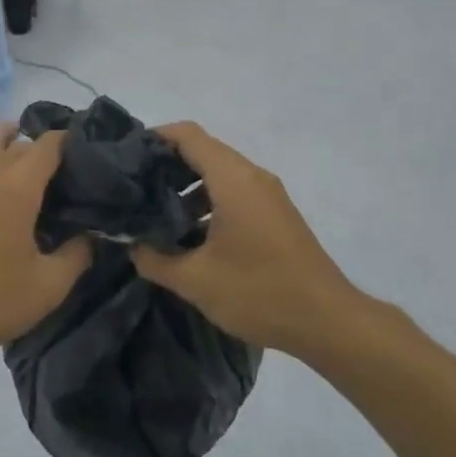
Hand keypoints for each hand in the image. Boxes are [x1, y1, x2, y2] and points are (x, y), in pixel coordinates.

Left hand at [0, 126, 91, 359]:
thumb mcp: (48, 287)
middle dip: (36, 148)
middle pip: (15, 145)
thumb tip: (91, 236)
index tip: (82, 149)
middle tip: (54, 167)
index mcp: (18, 189)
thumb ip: (76, 256)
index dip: (66, 141)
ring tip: (12, 144)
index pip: (47, 147)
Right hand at [131, 123, 356, 355]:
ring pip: (219, 173)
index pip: (188, 135)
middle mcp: (252, 176)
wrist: (328, 321)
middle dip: (166, 165)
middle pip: (203, 151)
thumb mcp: (196, 281)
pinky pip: (235, 192)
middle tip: (135, 189)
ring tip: (157, 216)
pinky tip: (191, 235)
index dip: (155, 138)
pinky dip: (208, 201)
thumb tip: (132, 246)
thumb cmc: (259, 292)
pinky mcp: (276, 214)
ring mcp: (268, 194)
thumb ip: (155, 260)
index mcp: (233, 179)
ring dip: (187, 187)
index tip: (127, 157)